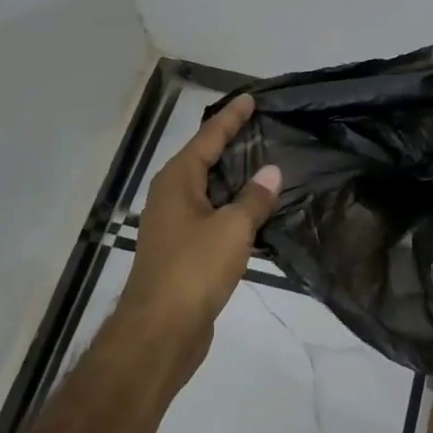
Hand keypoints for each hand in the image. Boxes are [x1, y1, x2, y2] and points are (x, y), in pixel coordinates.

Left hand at [118, 93, 281, 359]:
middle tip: (262, 126)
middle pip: (204, 159)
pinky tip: (255, 210)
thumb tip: (272, 172)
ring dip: (233, 176)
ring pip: (208, 189)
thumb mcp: (233, 228)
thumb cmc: (194, 269)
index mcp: (177, 181)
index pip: (208, 138)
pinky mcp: (182, 251)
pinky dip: (232, 205)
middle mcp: (171, 196)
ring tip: (264, 162)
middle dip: (230, 142)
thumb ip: (254, 198)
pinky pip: (212, 215)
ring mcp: (174, 225)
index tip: (251, 99)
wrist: (160, 333)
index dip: (231, 118)